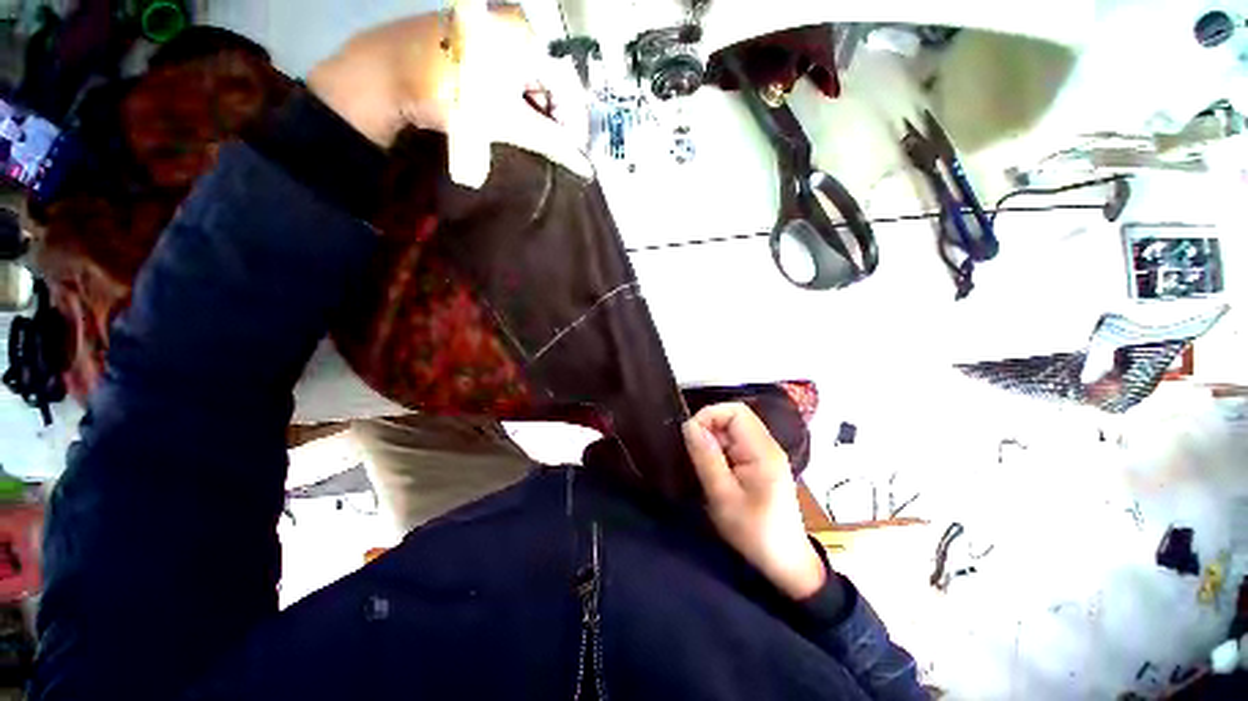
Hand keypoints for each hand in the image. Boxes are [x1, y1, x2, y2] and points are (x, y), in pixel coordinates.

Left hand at [307, 4, 589, 183]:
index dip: (575, 127)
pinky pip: (512, 74)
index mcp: (527, 36)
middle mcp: (515, 26)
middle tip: (554, 153)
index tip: (575, 157)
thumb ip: (552, 143)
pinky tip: (514, 122)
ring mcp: (495, 31)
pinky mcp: (479, 42)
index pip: (569, 88)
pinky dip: (518, 102)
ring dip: (537, 114)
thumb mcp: (508, 122)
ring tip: (533, 142)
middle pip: (552, 81)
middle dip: (556, 121)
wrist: (385, 76)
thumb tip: (584, 167)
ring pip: (533, 79)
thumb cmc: (452, 95)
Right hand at [683, 403, 826, 599]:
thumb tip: (689, 425)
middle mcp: (767, 445)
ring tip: (705, 466)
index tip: (691, 437)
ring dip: (714, 441)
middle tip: (696, 456)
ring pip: (733, 430)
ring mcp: (765, 453)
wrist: (785, 562)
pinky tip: (716, 471)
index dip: (709, 416)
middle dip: (709, 429)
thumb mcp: (723, 497)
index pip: (735, 410)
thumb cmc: (754, 532)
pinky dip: (721, 451)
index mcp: (762, 450)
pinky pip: (736, 443)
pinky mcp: (761, 463)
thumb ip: (706, 458)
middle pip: (734, 417)